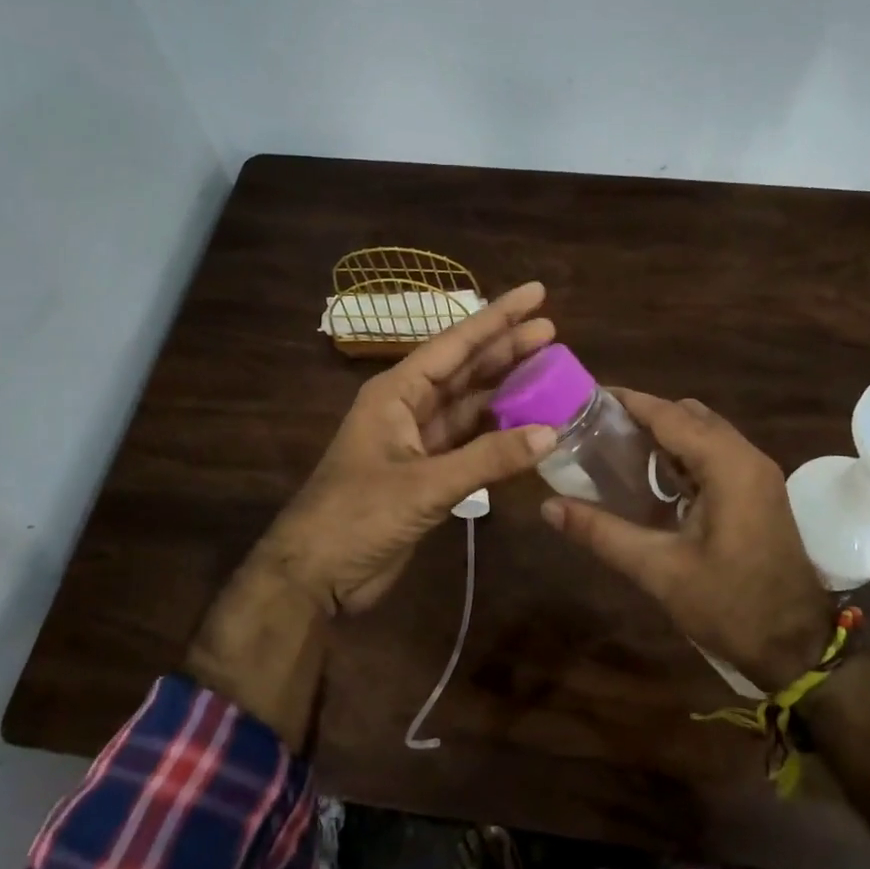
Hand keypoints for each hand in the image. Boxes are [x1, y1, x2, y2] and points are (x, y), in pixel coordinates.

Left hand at [250, 281, 559, 613]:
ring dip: (506, 393)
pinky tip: (530, 429)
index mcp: (396, 393)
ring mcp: (418, 443)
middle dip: (506, 350)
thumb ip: (488, 458)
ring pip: (470, 407)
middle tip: (553, 330)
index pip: (455, 344)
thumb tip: (551, 431)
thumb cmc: (358, 515)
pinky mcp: (426, 475)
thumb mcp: (424, 484)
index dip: (497, 318)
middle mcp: (408, 408)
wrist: (316, 574)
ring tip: (550, 374)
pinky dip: (498, 437)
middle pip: (465, 371)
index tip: (536, 294)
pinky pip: (470, 444)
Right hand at [540, 390, 830, 688]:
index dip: (628, 402)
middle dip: (644, 415)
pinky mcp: (759, 493)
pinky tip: (652, 478)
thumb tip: (549, 507)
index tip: (586, 397)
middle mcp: (747, 458)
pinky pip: (716, 454)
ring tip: (616, 448)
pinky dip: (683, 454)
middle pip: (689, 415)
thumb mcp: (659, 570)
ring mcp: (758, 475)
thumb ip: (602, 533)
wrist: (797, 647)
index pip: (670, 415)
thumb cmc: (730, 605)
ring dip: (665, 434)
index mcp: (728, 466)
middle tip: (597, 429)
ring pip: (705, 433)